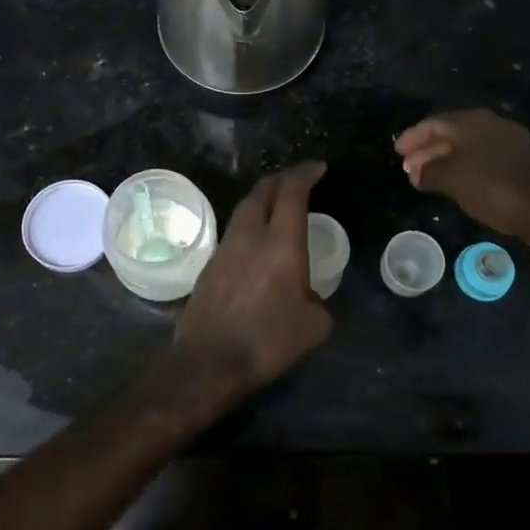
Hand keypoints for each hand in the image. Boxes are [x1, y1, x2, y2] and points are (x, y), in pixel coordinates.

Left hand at [171, 162, 332, 401]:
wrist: (209, 361)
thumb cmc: (267, 341)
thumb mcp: (314, 326)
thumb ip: (319, 302)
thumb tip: (312, 298)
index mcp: (281, 243)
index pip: (292, 191)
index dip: (306, 174)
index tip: (318, 168)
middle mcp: (251, 235)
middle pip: (263, 190)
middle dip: (282, 179)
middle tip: (299, 180)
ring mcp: (226, 247)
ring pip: (245, 209)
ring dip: (263, 199)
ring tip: (278, 206)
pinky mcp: (210, 264)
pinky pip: (235, 231)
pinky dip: (250, 223)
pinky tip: (257, 241)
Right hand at [395, 109, 529, 243]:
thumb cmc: (494, 189)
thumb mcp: (453, 181)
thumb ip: (429, 173)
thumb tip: (416, 172)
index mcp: (472, 121)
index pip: (433, 123)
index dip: (413, 137)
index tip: (397, 151)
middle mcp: (492, 124)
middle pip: (451, 133)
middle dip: (428, 150)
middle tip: (409, 167)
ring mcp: (510, 142)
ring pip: (469, 147)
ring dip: (446, 160)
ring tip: (428, 178)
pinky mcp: (523, 161)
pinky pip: (484, 158)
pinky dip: (466, 167)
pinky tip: (458, 183)